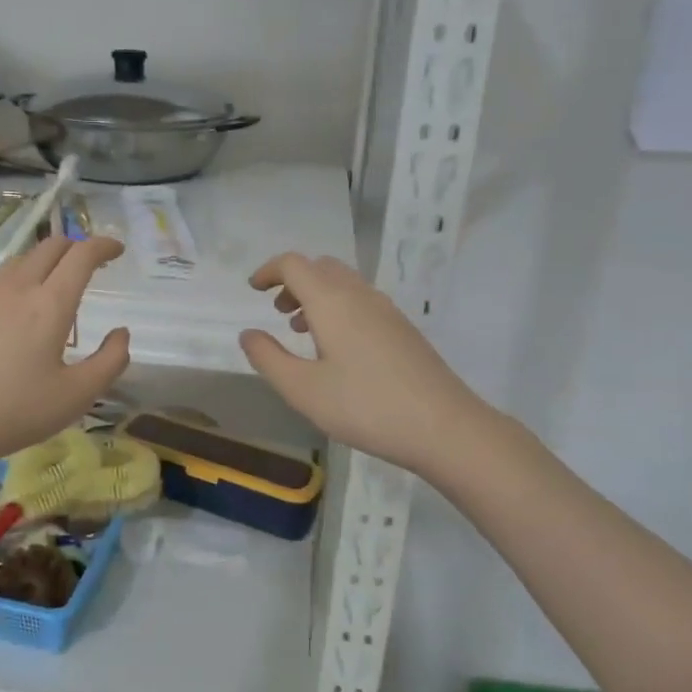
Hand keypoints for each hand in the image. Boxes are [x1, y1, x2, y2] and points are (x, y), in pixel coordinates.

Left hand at [0, 236, 130, 468]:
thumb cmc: (16, 411)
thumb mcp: (77, 396)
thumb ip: (110, 361)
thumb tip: (121, 333)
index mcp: (50, 304)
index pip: (82, 255)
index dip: (104, 246)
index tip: (116, 250)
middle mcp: (16, 288)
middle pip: (50, 246)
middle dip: (75, 247)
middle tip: (88, 266)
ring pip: (19, 261)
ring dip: (43, 263)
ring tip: (50, 288)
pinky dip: (13, 284)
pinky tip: (10, 313)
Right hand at [240, 253, 486, 477]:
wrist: (444, 426)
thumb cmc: (365, 406)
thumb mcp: (303, 389)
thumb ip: (268, 358)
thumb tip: (248, 334)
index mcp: (332, 301)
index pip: (294, 264)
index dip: (269, 270)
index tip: (253, 289)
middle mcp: (360, 295)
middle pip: (321, 267)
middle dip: (293, 281)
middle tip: (277, 311)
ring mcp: (387, 310)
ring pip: (344, 283)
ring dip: (316, 295)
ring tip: (301, 330)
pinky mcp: (403, 329)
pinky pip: (361, 301)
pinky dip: (338, 308)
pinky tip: (336, 349)